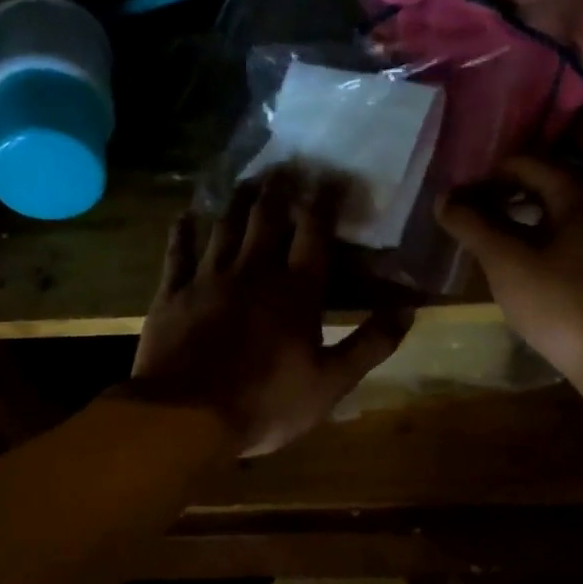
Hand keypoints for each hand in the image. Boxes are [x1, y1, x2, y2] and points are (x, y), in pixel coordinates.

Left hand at [130, 173, 410, 456]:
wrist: (187, 417)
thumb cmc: (267, 403)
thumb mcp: (332, 382)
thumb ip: (371, 343)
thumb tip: (408, 309)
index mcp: (296, 291)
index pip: (315, 234)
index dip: (324, 203)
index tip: (331, 177)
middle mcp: (254, 272)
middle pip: (267, 219)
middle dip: (279, 190)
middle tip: (285, 166)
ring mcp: (209, 279)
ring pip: (225, 227)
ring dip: (236, 201)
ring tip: (246, 179)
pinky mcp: (173, 294)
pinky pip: (178, 253)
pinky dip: (182, 232)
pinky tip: (184, 215)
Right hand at [436, 155, 582, 393]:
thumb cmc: (560, 303)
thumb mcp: (506, 262)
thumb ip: (472, 224)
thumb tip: (444, 198)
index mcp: (579, 189)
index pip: (522, 162)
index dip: (484, 179)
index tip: (457, 203)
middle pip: (543, 181)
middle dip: (502, 196)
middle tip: (469, 219)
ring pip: (558, 209)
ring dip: (521, 218)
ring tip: (489, 240)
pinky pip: (572, 233)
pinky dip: (543, 237)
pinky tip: (523, 262)